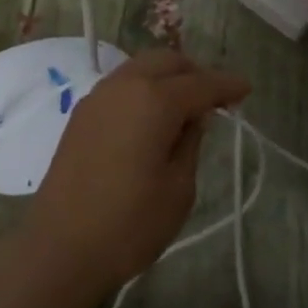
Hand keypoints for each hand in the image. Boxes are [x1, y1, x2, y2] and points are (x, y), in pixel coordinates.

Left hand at [25, 49, 249, 297]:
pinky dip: (143, 89)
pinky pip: (120, 86)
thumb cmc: (130, 223)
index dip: (226, 86)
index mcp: (153, 100)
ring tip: (185, 107)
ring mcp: (97, 97)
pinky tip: (152, 117)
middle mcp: (123, 86)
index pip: (200, 83)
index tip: (246, 89)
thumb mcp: (178, 188)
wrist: (60, 246)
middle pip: (166, 61)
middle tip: (215, 98)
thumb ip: (190, 142)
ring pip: (139, 68)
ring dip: (166, 77)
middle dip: (194, 72)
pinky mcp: (81, 115)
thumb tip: (194, 117)